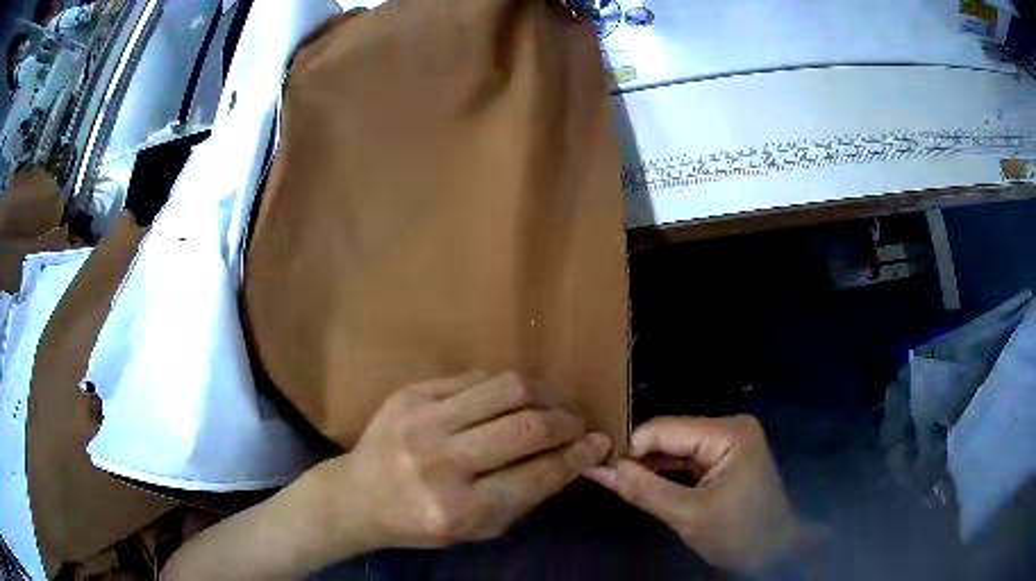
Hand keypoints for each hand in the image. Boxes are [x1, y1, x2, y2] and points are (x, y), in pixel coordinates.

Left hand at [310, 370, 610, 552]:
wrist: (358, 495)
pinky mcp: (411, 393)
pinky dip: (504, 387)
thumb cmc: (420, 522)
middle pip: (526, 427)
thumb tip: (572, 457)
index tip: (599, 443)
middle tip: (577, 423)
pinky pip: (474, 377)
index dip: (577, 456)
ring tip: (553, 403)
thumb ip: (525, 497)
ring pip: (505, 389)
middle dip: (565, 422)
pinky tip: (512, 398)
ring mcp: (422, 421)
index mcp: (459, 509)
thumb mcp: (477, 529)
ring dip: (543, 394)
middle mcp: (441, 463)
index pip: (537, 475)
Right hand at [585, 416, 804, 574]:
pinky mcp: (724, 458)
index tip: (594, 464)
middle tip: (599, 472)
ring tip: (611, 477)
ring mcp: (728, 442)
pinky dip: (663, 472)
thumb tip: (595, 467)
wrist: (774, 553)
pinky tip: (639, 482)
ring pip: (674, 448)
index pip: (664, 429)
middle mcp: (729, 427)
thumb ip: (641, 489)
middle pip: (669, 436)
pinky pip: (685, 459)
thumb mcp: (686, 515)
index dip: (627, 446)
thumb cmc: (737, 534)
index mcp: (728, 432)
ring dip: (647, 465)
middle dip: (636, 456)